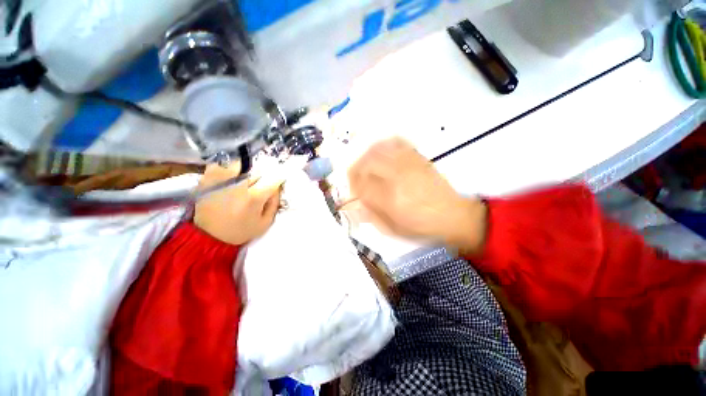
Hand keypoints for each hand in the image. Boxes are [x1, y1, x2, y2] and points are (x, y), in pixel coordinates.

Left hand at [194, 162, 282, 245]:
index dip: (279, 178)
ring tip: (243, 183)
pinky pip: (222, 165)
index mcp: (253, 197)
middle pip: (258, 171)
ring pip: (242, 165)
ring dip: (247, 172)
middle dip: (263, 178)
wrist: (209, 236)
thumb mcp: (265, 223)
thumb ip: (274, 203)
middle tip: (259, 188)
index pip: (273, 178)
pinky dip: (228, 169)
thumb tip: (277, 187)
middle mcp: (238, 185)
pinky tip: (229, 178)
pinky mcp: (208, 178)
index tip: (279, 181)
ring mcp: (221, 179)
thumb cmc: (240, 231)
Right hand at [346, 138, 486, 252]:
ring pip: (378, 150)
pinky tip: (380, 153)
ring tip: (364, 166)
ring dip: (365, 157)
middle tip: (355, 179)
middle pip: (366, 164)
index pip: (361, 185)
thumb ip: (372, 217)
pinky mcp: (417, 158)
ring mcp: (408, 165)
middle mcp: (397, 178)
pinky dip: (383, 145)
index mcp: (391, 200)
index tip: (353, 192)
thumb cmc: (422, 227)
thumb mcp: (394, 230)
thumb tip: (354, 206)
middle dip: (355, 170)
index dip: (353, 187)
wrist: (454, 215)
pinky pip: (396, 143)